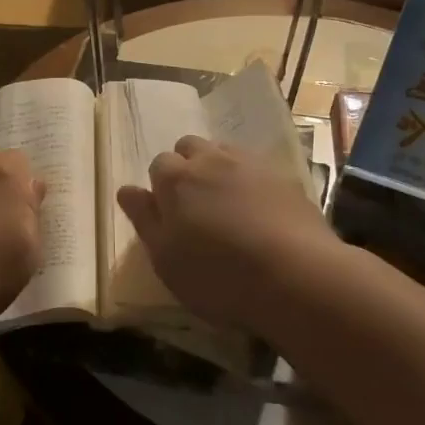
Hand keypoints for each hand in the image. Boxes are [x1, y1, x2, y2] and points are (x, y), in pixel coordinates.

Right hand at [116, 136, 347, 340]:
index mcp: (175, 178)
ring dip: (219, 170)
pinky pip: (258, 169)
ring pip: (225, 153)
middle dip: (188, 167)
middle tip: (195, 207)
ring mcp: (251, 164)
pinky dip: (252, 183)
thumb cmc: (217, 274)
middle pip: (190, 148)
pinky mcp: (286, 177)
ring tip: (227, 207)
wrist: (298, 277)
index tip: (168, 215)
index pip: (158, 165)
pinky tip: (260, 214)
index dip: (161, 188)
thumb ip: (144, 219)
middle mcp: (210, 159)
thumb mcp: (165, 258)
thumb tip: (127, 190)